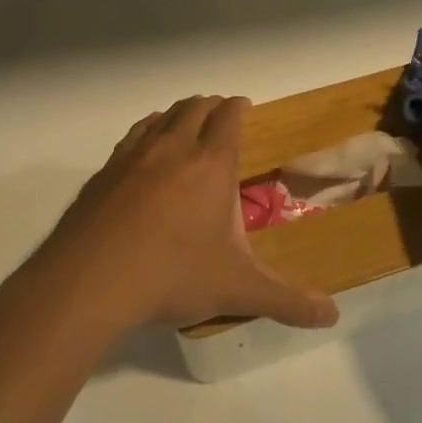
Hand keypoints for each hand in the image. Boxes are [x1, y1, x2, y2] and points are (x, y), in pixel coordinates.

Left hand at [11, 96, 339, 335]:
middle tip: (220, 116)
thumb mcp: (237, 290)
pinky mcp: (102, 174)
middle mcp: (172, 148)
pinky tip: (142, 155)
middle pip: (194, 108)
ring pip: (160, 118)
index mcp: (210, 164)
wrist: (88, 282)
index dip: (239, 107)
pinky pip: (131, 139)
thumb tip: (333, 315)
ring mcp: (132, 157)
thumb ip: (287, 302)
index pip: (228, 117)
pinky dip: (145, 134)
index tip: (244, 107)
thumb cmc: (172, 276)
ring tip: (184, 126)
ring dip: (177, 115)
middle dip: (210, 107)